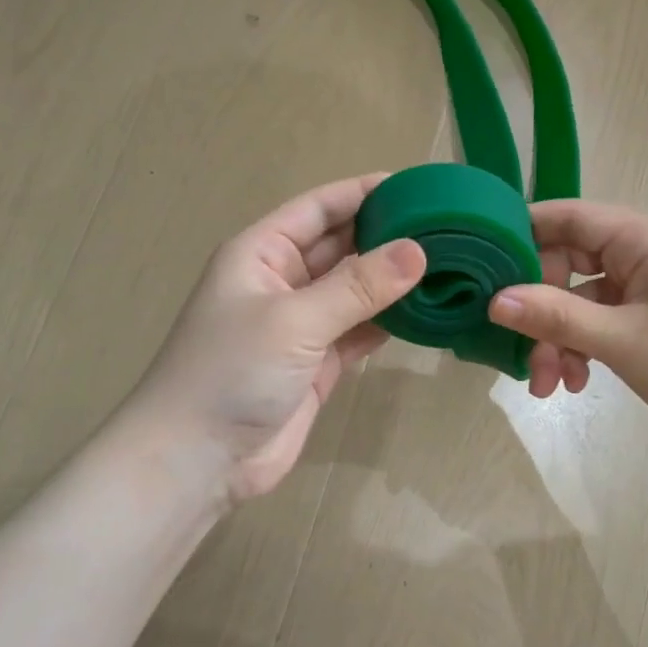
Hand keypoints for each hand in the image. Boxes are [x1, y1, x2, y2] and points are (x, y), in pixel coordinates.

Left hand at [130, 175, 425, 504]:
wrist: (198, 460)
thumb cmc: (231, 372)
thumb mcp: (294, 320)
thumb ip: (357, 286)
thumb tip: (419, 250)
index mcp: (262, 253)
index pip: (320, 207)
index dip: (365, 193)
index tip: (419, 186)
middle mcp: (283, 281)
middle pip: (342, 245)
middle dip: (388, 236)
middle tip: (448, 228)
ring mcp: (302, 324)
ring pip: (355, 290)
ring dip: (393, 281)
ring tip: (449, 265)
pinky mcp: (318, 362)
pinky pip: (360, 330)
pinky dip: (389, 321)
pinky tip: (427, 312)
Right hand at [487, 200, 647, 454]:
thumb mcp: (621, 340)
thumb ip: (555, 316)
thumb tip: (494, 300)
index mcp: (644, 238)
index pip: (568, 216)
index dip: (523, 236)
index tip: (484, 267)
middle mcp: (646, 253)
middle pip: (569, 265)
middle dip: (540, 310)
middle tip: (520, 352)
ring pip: (582, 301)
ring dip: (559, 339)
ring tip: (549, 386)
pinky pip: (602, 322)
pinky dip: (583, 348)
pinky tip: (576, 384)